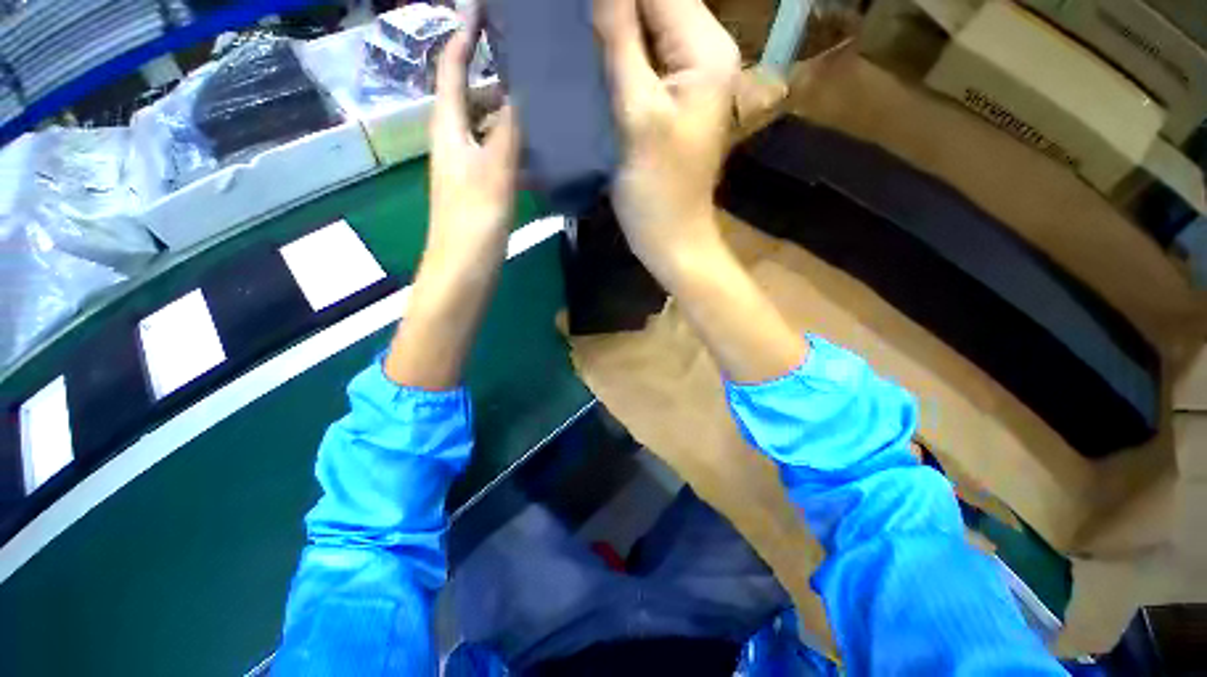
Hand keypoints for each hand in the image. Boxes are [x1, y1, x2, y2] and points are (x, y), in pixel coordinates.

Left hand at [426, 23, 519, 278]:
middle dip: (495, 74)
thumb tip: (519, 93)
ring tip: (543, 103)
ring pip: (489, 128)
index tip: (482, 7)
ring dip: (511, 114)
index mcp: (448, 127)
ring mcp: (469, 166)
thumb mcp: (494, 169)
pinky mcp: (482, 188)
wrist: (464, 268)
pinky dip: (517, 148)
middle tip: (530, 62)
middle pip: (472, 96)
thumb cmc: (474, 219)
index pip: (452, 68)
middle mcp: (455, 140)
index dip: (463, 34)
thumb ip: (507, 130)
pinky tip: (541, 151)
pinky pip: (500, 156)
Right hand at [594, 0, 805, 382]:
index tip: (569, 5)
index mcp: (706, 51)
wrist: (671, 240)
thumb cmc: (659, 191)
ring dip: (607, 29)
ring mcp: (685, 81)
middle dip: (609, 8)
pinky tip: (585, 59)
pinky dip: (613, 57)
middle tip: (563, 18)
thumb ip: (621, 43)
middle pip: (652, 6)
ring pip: (643, 32)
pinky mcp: (668, 104)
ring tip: (567, 31)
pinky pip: (639, 63)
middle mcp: (702, 55)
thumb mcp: (639, 116)